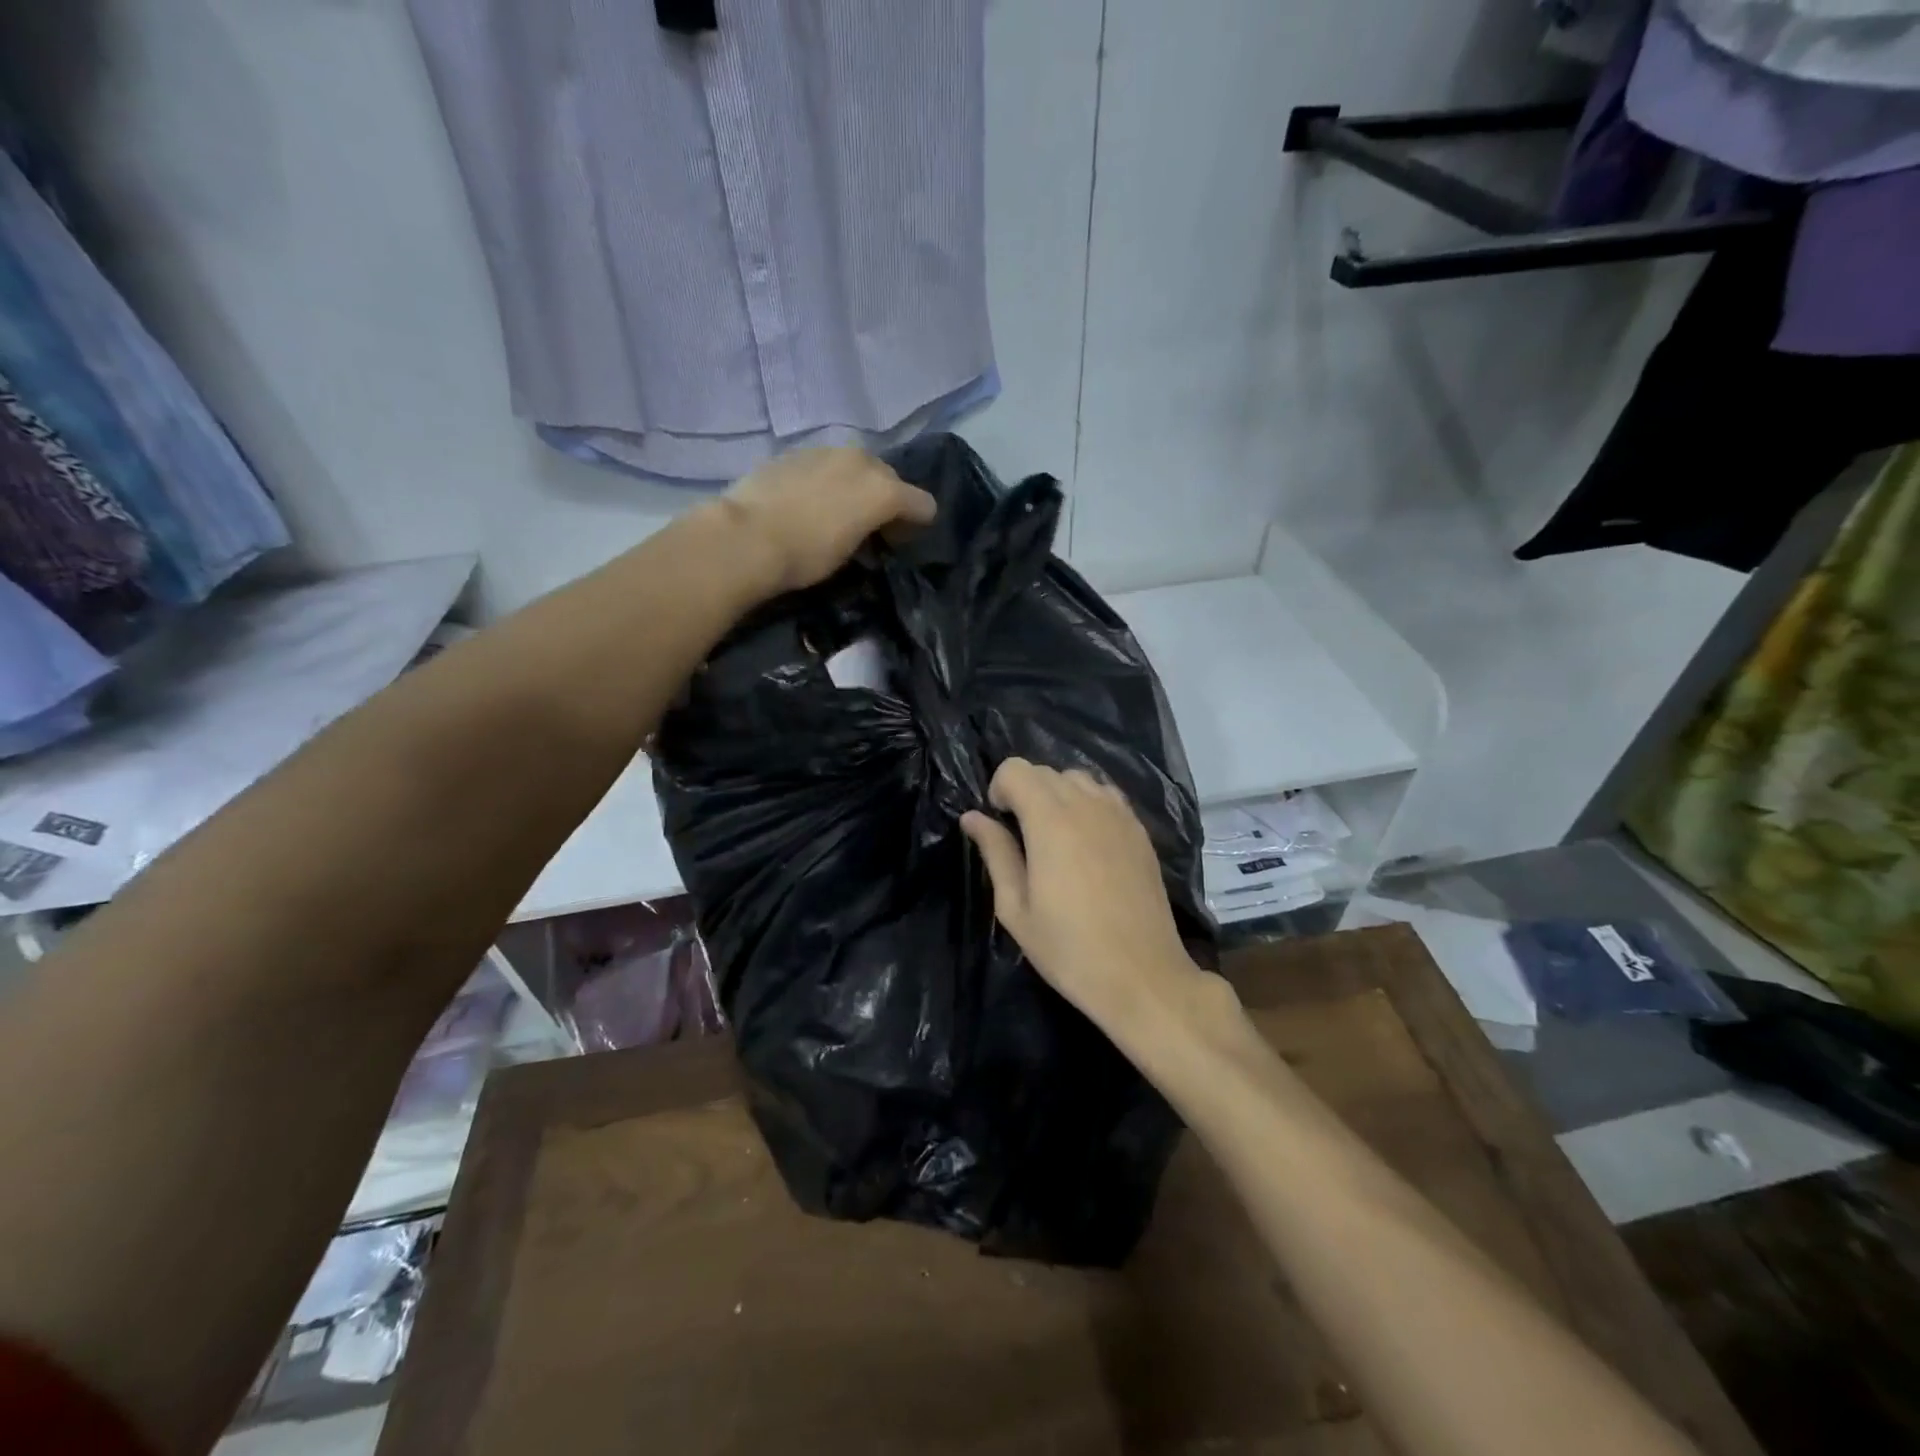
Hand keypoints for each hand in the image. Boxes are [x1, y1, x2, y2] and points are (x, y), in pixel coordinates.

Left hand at [722, 447, 935, 594]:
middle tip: (869, 529)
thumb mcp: (851, 552)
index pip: (923, 504)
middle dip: (885, 500)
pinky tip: (806, 503)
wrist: (747, 537)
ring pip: (855, 467)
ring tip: (835, 515)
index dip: (916, 525)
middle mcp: (861, 460)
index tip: (897, 544)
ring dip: (854, 487)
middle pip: (889, 477)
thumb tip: (872, 530)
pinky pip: (824, 466)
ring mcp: (826, 451)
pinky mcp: (795, 452)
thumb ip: (873, 532)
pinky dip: (826, 481)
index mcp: (883, 488)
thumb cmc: (807, 555)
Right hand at [960, 758, 1206, 1036]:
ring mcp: (1119, 814)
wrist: (1142, 976)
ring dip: (1057, 795)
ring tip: (1055, 839)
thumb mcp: (1016, 908)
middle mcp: (1087, 805)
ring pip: (1078, 778)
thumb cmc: (1069, 949)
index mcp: (1050, 820)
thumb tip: (972, 817)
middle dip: (1024, 792)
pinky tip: (1086, 843)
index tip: (1000, 824)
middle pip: (1045, 770)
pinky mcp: (1140, 830)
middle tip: (1022, 838)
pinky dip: (1087, 804)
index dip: (999, 790)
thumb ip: (995, 853)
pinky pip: (1106, 795)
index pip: (1015, 769)